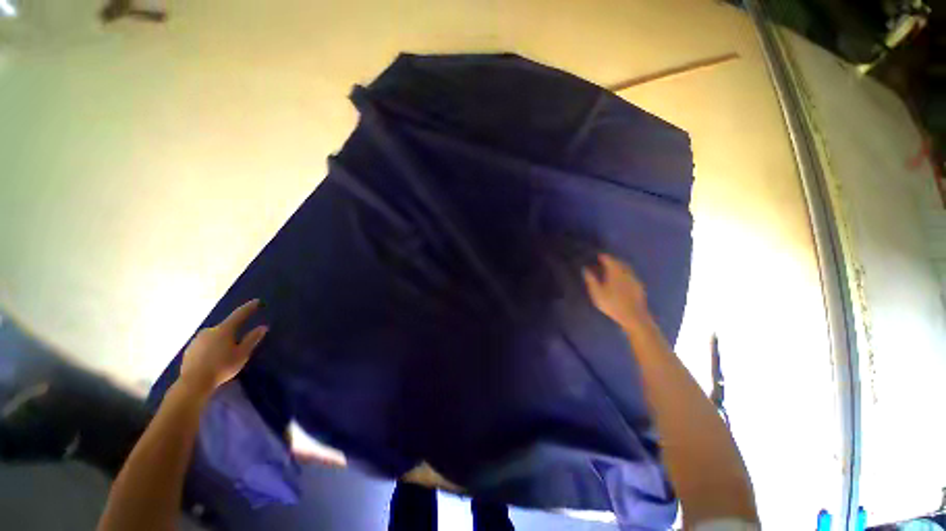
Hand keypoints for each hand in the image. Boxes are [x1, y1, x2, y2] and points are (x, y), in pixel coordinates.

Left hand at [178, 299, 267, 397]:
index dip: (249, 308)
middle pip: (225, 327)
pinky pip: (205, 344)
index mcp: (224, 329)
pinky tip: (214, 358)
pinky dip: (211, 347)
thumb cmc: (222, 366)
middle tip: (239, 341)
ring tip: (226, 352)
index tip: (256, 301)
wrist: (193, 383)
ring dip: (221, 340)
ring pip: (214, 336)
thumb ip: (252, 339)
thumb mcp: (242, 354)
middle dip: (233, 331)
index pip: (239, 314)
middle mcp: (209, 330)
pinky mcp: (190, 350)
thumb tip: (262, 327)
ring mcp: (197, 340)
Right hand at [583, 253, 649, 325]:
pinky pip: (630, 275)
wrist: (634, 317)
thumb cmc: (612, 304)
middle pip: (619, 262)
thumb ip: (591, 279)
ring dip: (619, 266)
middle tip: (604, 261)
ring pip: (626, 268)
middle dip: (612, 260)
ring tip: (612, 269)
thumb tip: (585, 269)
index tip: (597, 256)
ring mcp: (634, 279)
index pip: (609, 259)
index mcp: (615, 271)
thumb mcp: (597, 292)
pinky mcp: (639, 286)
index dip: (603, 256)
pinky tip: (622, 279)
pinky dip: (625, 274)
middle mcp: (626, 272)